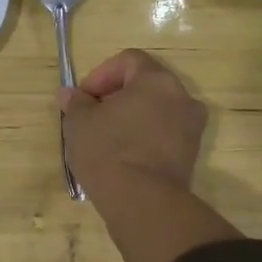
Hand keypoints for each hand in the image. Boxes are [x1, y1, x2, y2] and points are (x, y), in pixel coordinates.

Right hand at [59, 49, 206, 200]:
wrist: (143, 202)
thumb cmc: (108, 150)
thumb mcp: (79, 122)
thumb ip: (76, 102)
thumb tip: (69, 94)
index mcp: (156, 80)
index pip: (128, 60)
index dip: (101, 74)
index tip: (84, 98)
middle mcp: (182, 97)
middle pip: (145, 84)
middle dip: (116, 95)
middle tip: (92, 115)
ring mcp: (192, 127)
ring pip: (156, 109)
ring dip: (132, 117)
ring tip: (106, 137)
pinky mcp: (191, 154)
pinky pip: (164, 133)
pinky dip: (144, 136)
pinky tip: (122, 155)